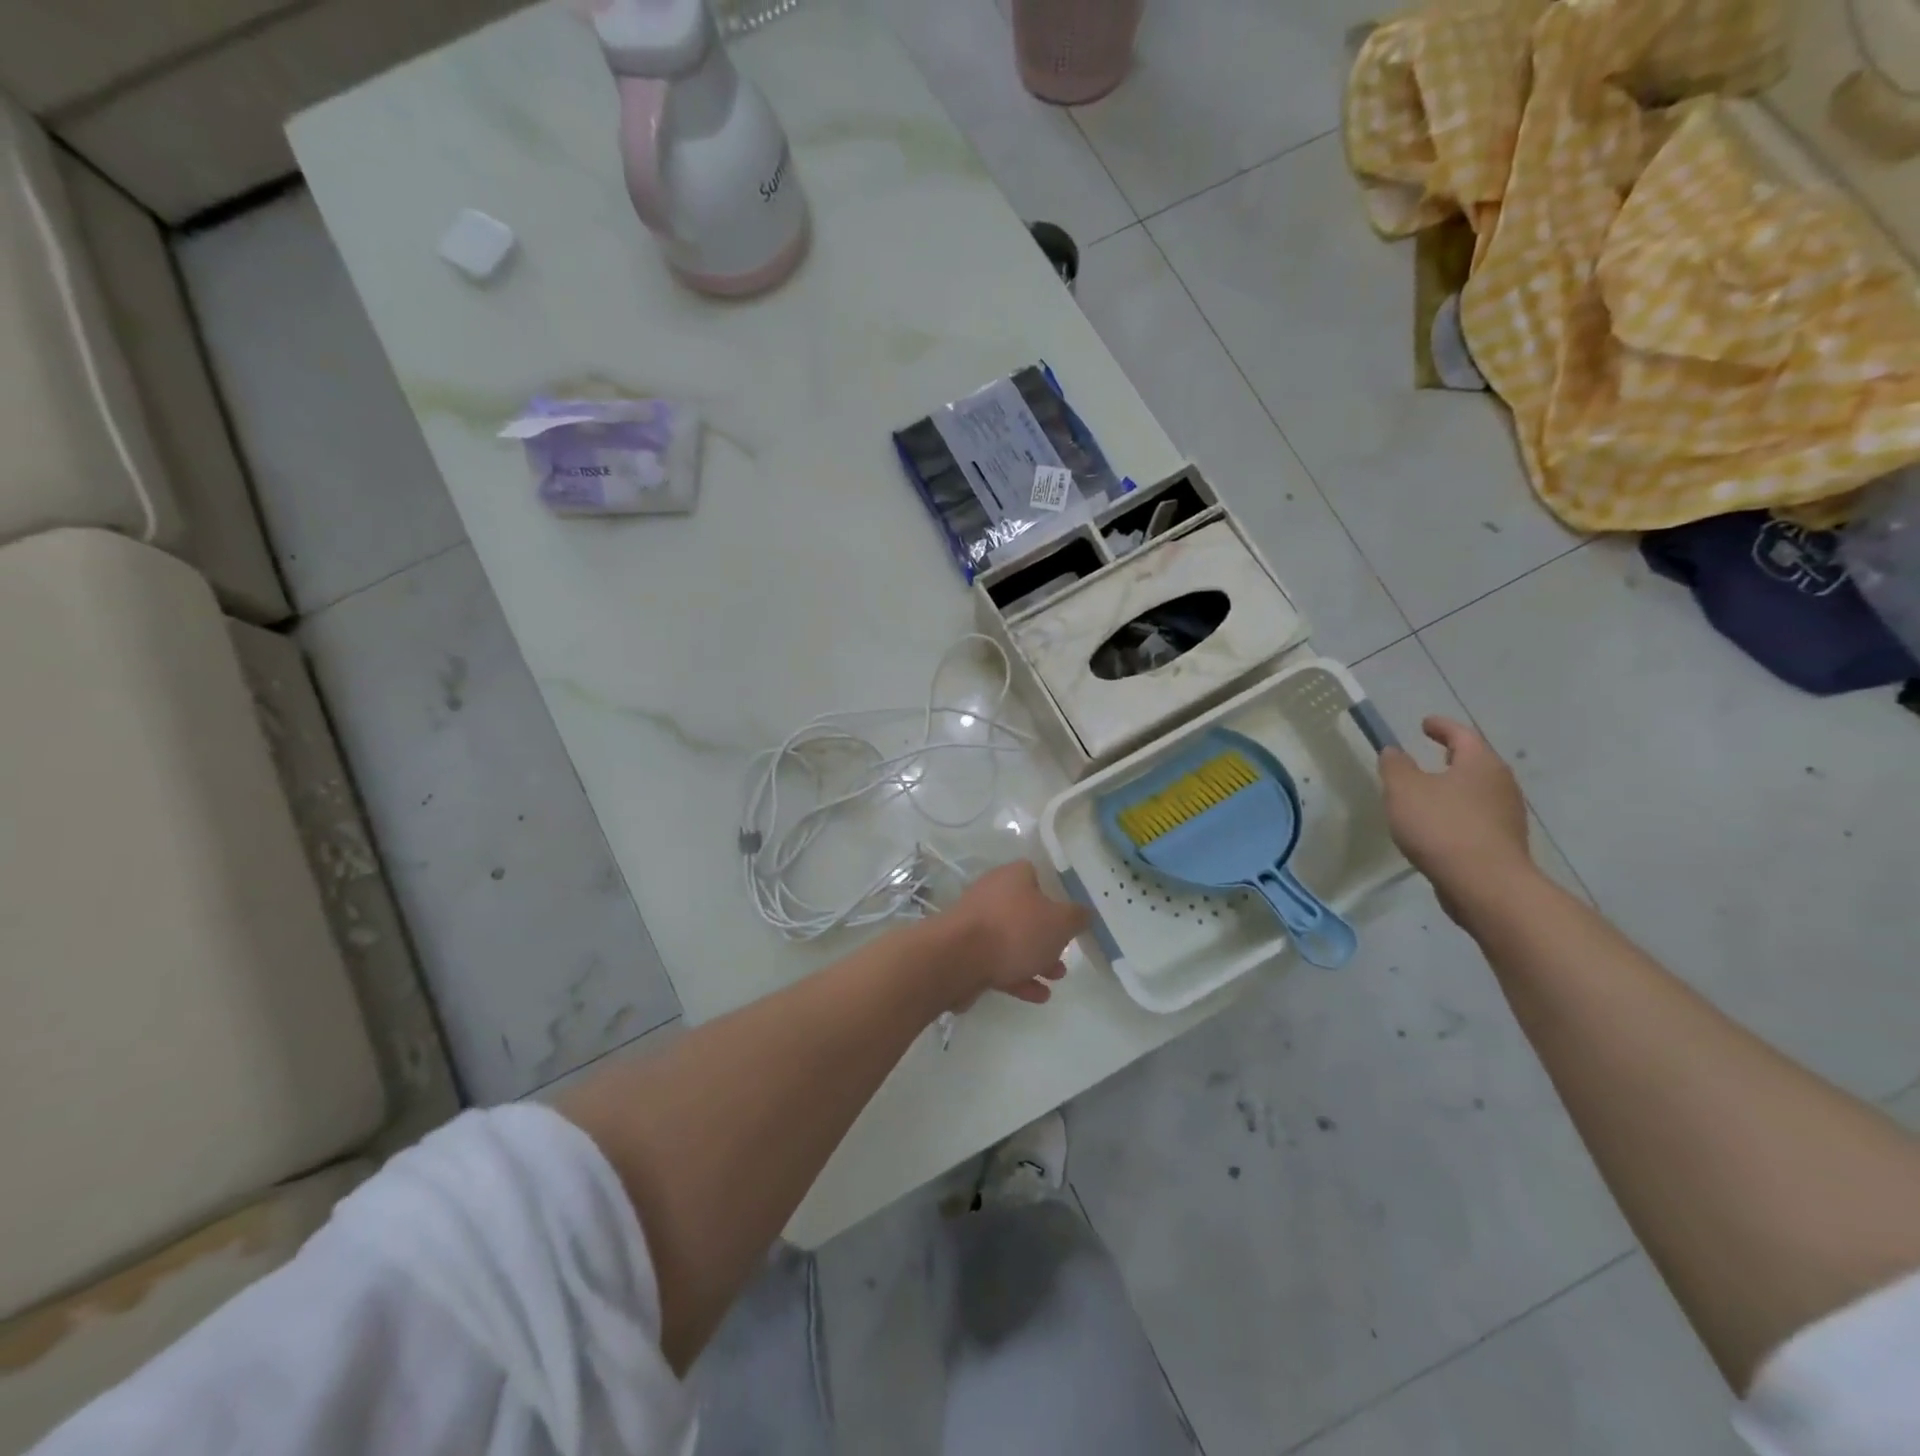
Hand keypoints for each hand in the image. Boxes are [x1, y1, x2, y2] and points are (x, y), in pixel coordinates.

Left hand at [937, 861, 1089, 1006]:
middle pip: (1026, 912)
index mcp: (1013, 876)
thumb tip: (1084, 913)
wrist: (957, 959)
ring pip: (1012, 940)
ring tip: (1056, 978)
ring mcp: (977, 924)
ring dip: (1035, 959)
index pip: (1037, 876)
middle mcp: (993, 894)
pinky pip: (998, 962)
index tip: (1069, 916)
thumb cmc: (1014, 930)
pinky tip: (1038, 995)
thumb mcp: (1059, 922)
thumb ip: (1076, 917)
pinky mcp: (967, 952)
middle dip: (1048, 936)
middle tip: (1065, 954)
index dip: (1055, 894)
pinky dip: (1019, 977)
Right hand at [1379, 717, 1532, 909]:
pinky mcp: (1503, 843)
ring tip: (1429, 793)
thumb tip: (1394, 751)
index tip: (1425, 723)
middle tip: (1431, 753)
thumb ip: (1395, 766)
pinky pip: (1477, 817)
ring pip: (1478, 791)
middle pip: (1476, 762)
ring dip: (1455, 787)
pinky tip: (1439, 826)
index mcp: (1480, 763)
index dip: (1441, 726)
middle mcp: (1501, 784)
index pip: (1461, 734)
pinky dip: (1458, 813)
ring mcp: (1507, 815)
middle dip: (1453, 756)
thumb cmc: (1442, 826)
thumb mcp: (1404, 790)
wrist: (1485, 884)